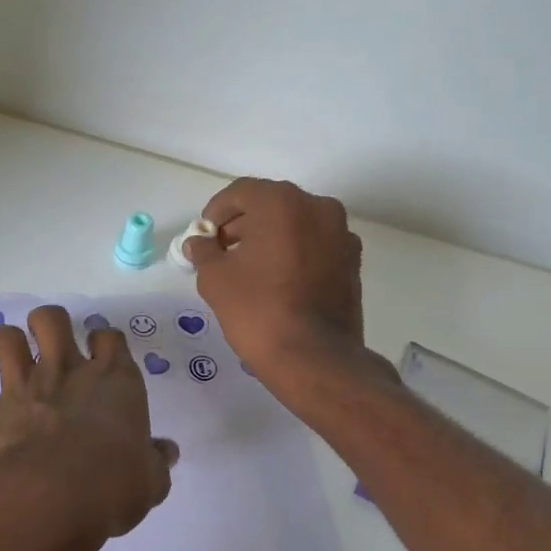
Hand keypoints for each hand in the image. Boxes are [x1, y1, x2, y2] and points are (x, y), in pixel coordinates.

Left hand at [0, 306, 178, 550]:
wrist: (50, 501)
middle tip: (49, 344)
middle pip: (51, 319)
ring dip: (1, 342)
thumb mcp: (150, 482)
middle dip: (48, 323)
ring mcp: (20, 388)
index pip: (110, 338)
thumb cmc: (112, 487)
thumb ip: (156, 462)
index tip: (103, 352)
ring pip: (2, 337)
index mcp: (112, 381)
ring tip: (4, 358)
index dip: (106, 341)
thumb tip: (167, 452)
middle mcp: (64, 372)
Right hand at [187, 178, 383, 386]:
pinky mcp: (352, 262)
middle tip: (221, 252)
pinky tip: (278, 282)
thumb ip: (204, 251)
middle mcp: (318, 208)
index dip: (216, 212)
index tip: (204, 237)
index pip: (241, 192)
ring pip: (296, 225)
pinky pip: (315, 246)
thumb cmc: (258, 310)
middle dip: (243, 224)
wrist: (314, 357)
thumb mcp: (215, 278)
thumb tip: (198, 242)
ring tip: (249, 269)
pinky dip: (294, 254)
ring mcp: (342, 235)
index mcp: (283, 203)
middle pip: (271, 205)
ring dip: (270, 238)